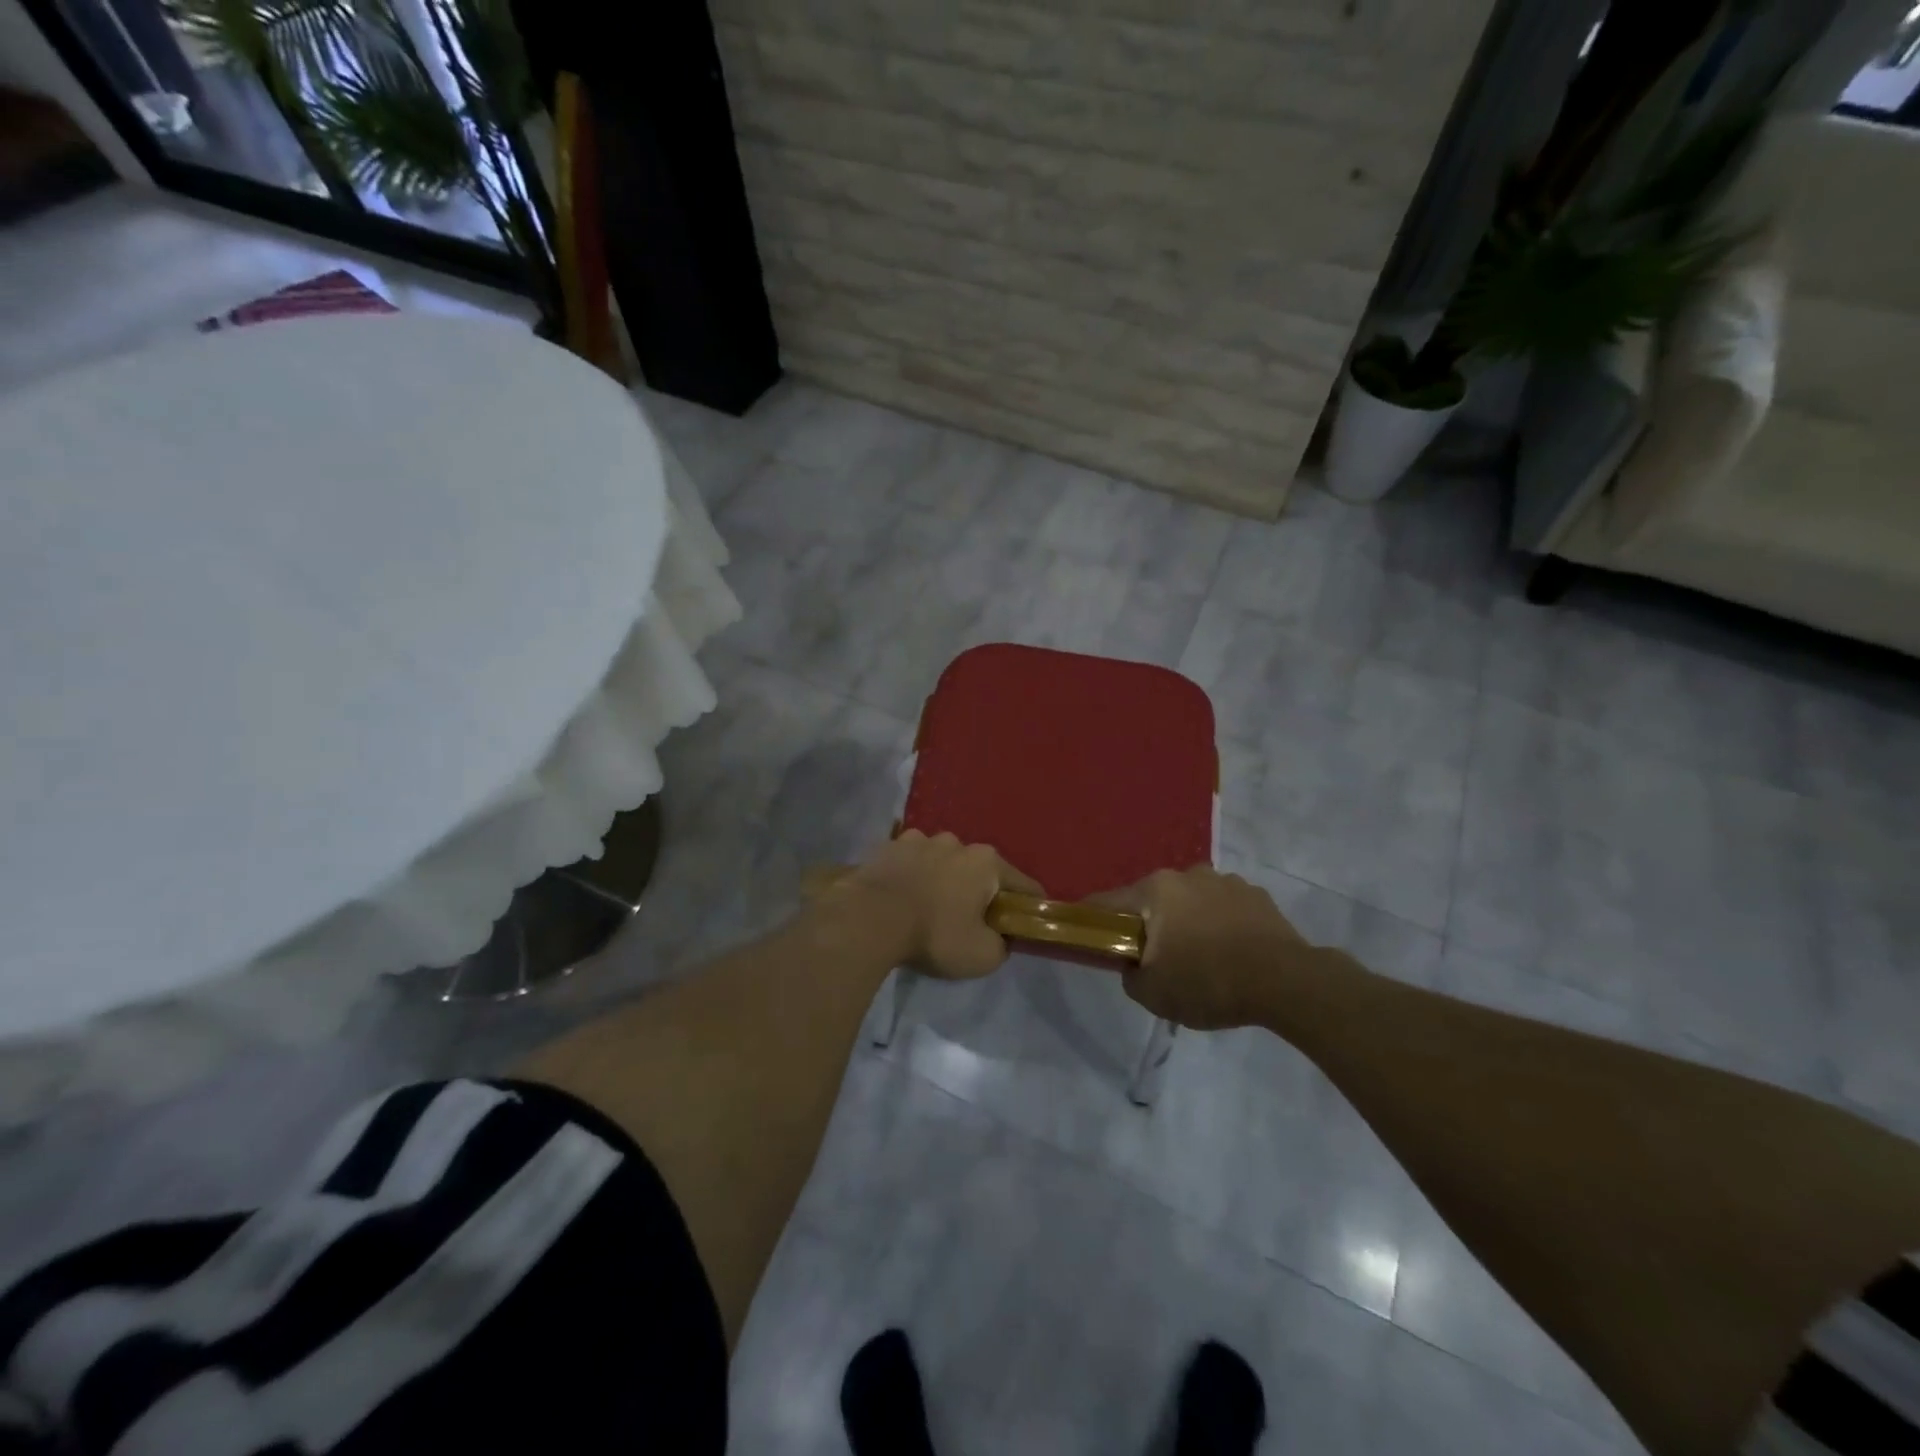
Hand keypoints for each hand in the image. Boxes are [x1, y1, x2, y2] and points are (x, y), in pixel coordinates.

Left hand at [837, 831, 1043, 980]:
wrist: (869, 919)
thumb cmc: (934, 934)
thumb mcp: (983, 956)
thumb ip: (1002, 944)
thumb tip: (999, 936)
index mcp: (987, 862)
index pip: (1023, 884)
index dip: (1028, 906)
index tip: (1025, 924)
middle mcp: (957, 842)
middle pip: (979, 870)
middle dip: (979, 892)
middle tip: (969, 921)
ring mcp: (920, 839)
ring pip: (943, 862)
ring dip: (943, 880)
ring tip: (929, 907)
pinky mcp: (888, 846)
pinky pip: (910, 862)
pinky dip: (912, 876)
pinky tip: (903, 896)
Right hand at [1096, 867, 1307, 1029]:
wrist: (1287, 982)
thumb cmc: (1209, 982)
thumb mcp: (1154, 994)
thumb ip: (1130, 975)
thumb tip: (1132, 964)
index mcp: (1155, 891)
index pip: (1108, 902)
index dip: (1094, 920)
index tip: (1090, 936)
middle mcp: (1186, 875)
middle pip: (1152, 899)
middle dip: (1149, 924)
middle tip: (1156, 958)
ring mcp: (1224, 881)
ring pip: (1190, 901)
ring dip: (1187, 922)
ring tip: (1201, 958)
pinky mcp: (1256, 895)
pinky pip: (1223, 908)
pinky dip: (1219, 924)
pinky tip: (1231, 953)